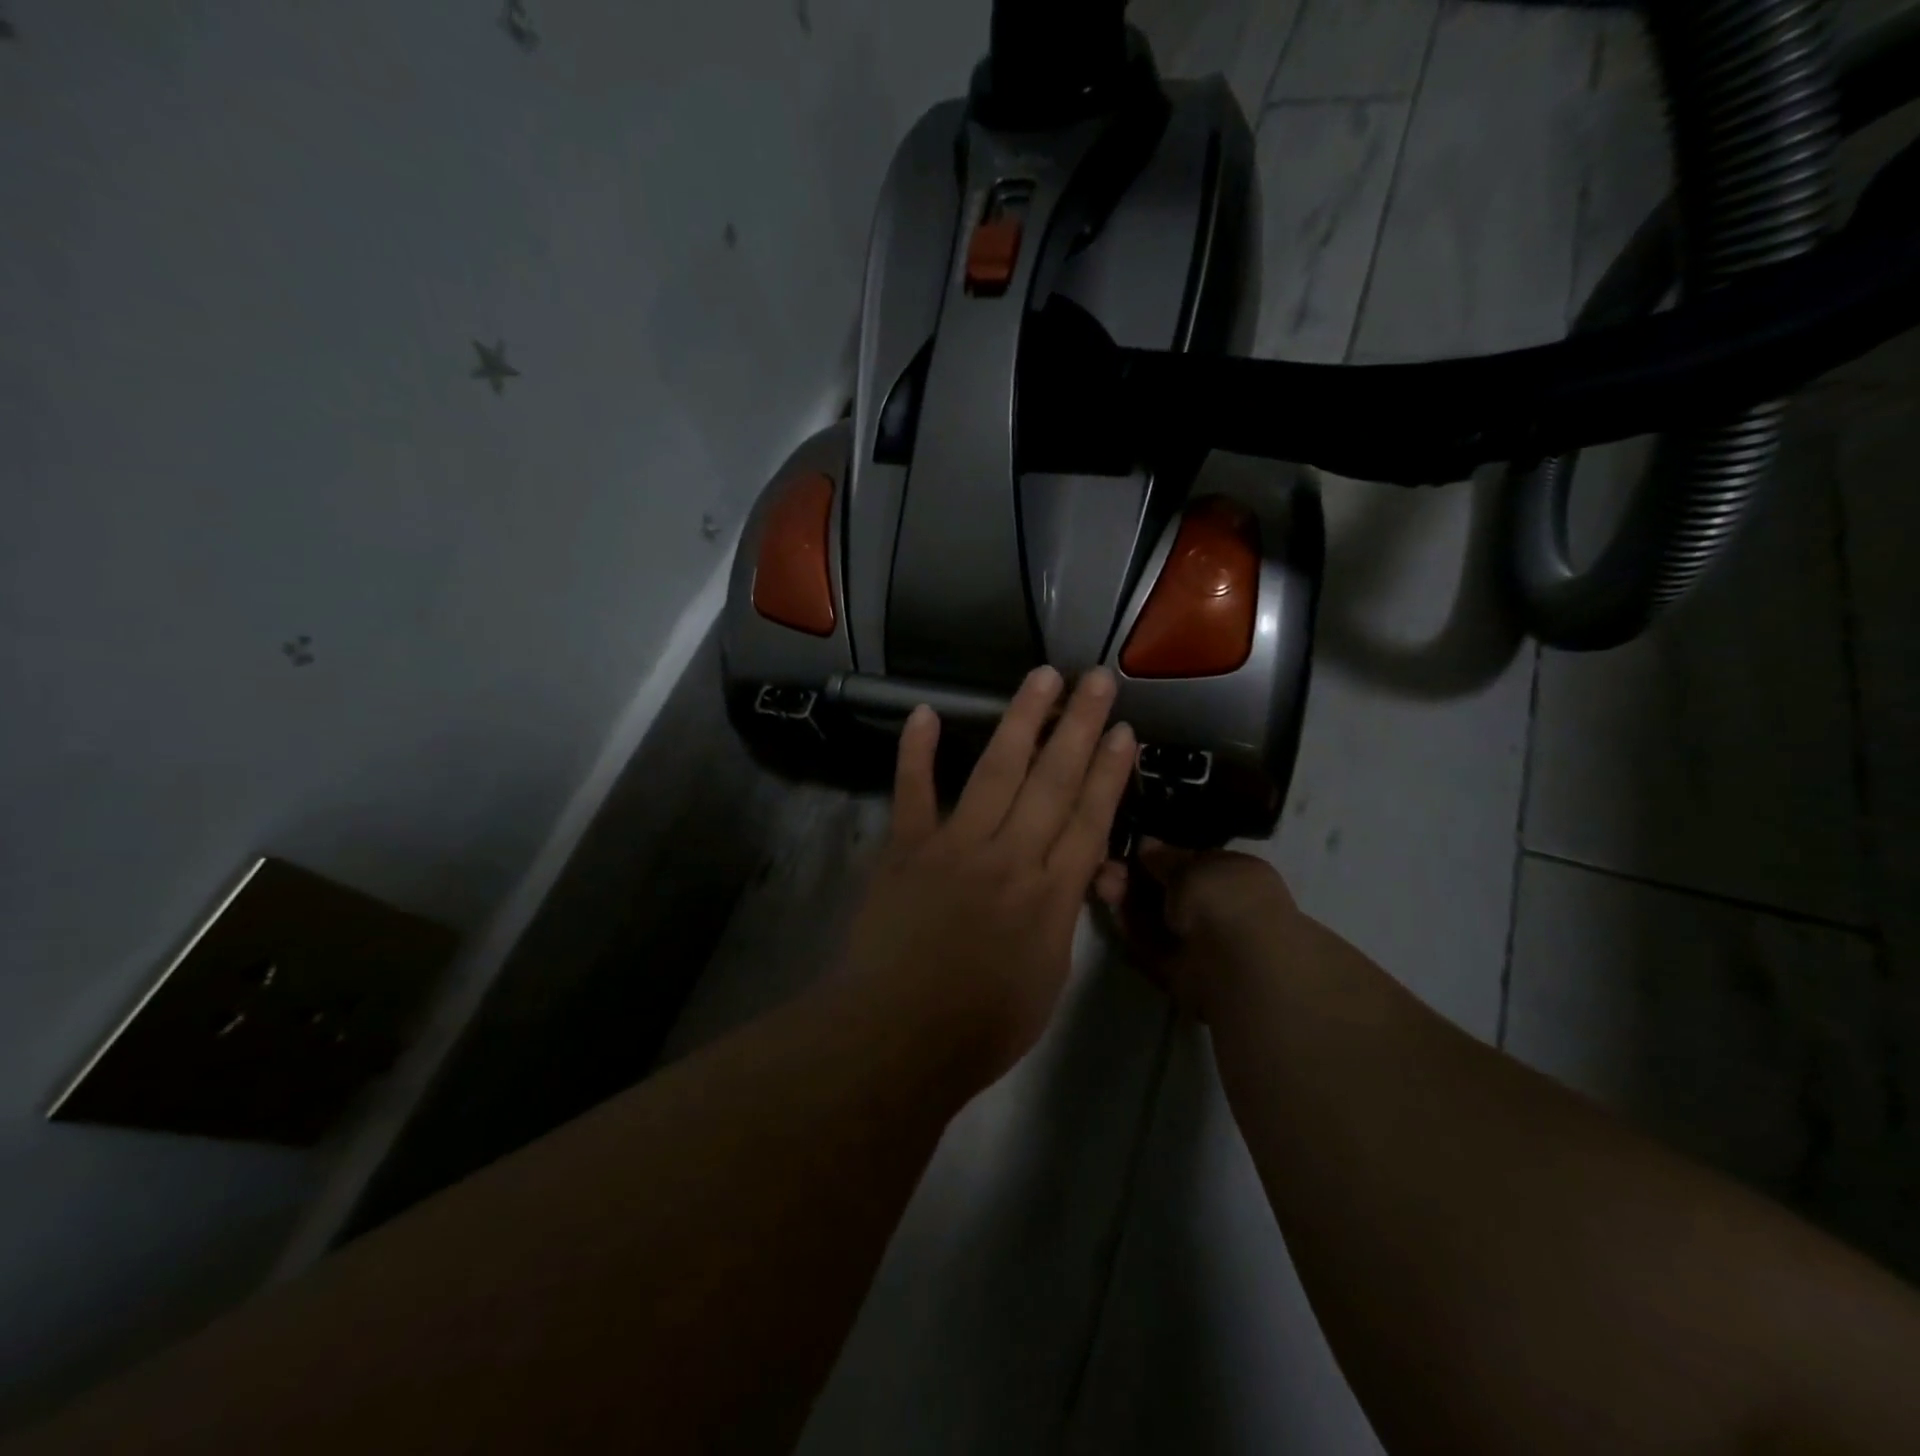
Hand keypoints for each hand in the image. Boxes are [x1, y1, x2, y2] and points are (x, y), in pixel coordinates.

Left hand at [841, 666, 1135, 1084]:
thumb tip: (1072, 873)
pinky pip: (912, 793)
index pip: (1090, 819)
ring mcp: (954, 847)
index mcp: (1051, 896)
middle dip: (1078, 726)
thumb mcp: (1048, 977)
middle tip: (1095, 679)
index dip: (1109, 772)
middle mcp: (1010, 858)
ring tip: (1041, 677)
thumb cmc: (981, 1026)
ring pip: (995, 771)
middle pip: (1052, 781)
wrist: (898, 1039)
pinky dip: (916, 752)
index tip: (1123, 730)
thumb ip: (1061, 915)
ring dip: (1020, 720)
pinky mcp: (905, 849)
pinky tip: (925, 712)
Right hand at [1094, 839, 1297, 1019]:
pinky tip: (1113, 912)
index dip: (1160, 856)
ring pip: (1156, 916)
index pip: (1192, 861)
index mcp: (1236, 874)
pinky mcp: (1181, 970)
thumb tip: (1145, 843)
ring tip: (1103, 884)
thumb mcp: (1191, 866)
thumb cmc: (1224, 901)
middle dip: (1136, 878)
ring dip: (1128, 900)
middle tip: (1107, 870)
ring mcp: (1201, 940)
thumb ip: (1165, 857)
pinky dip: (1132, 930)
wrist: (1239, 968)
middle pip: (1168, 889)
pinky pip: (1152, 945)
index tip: (1131, 850)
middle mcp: (1221, 906)